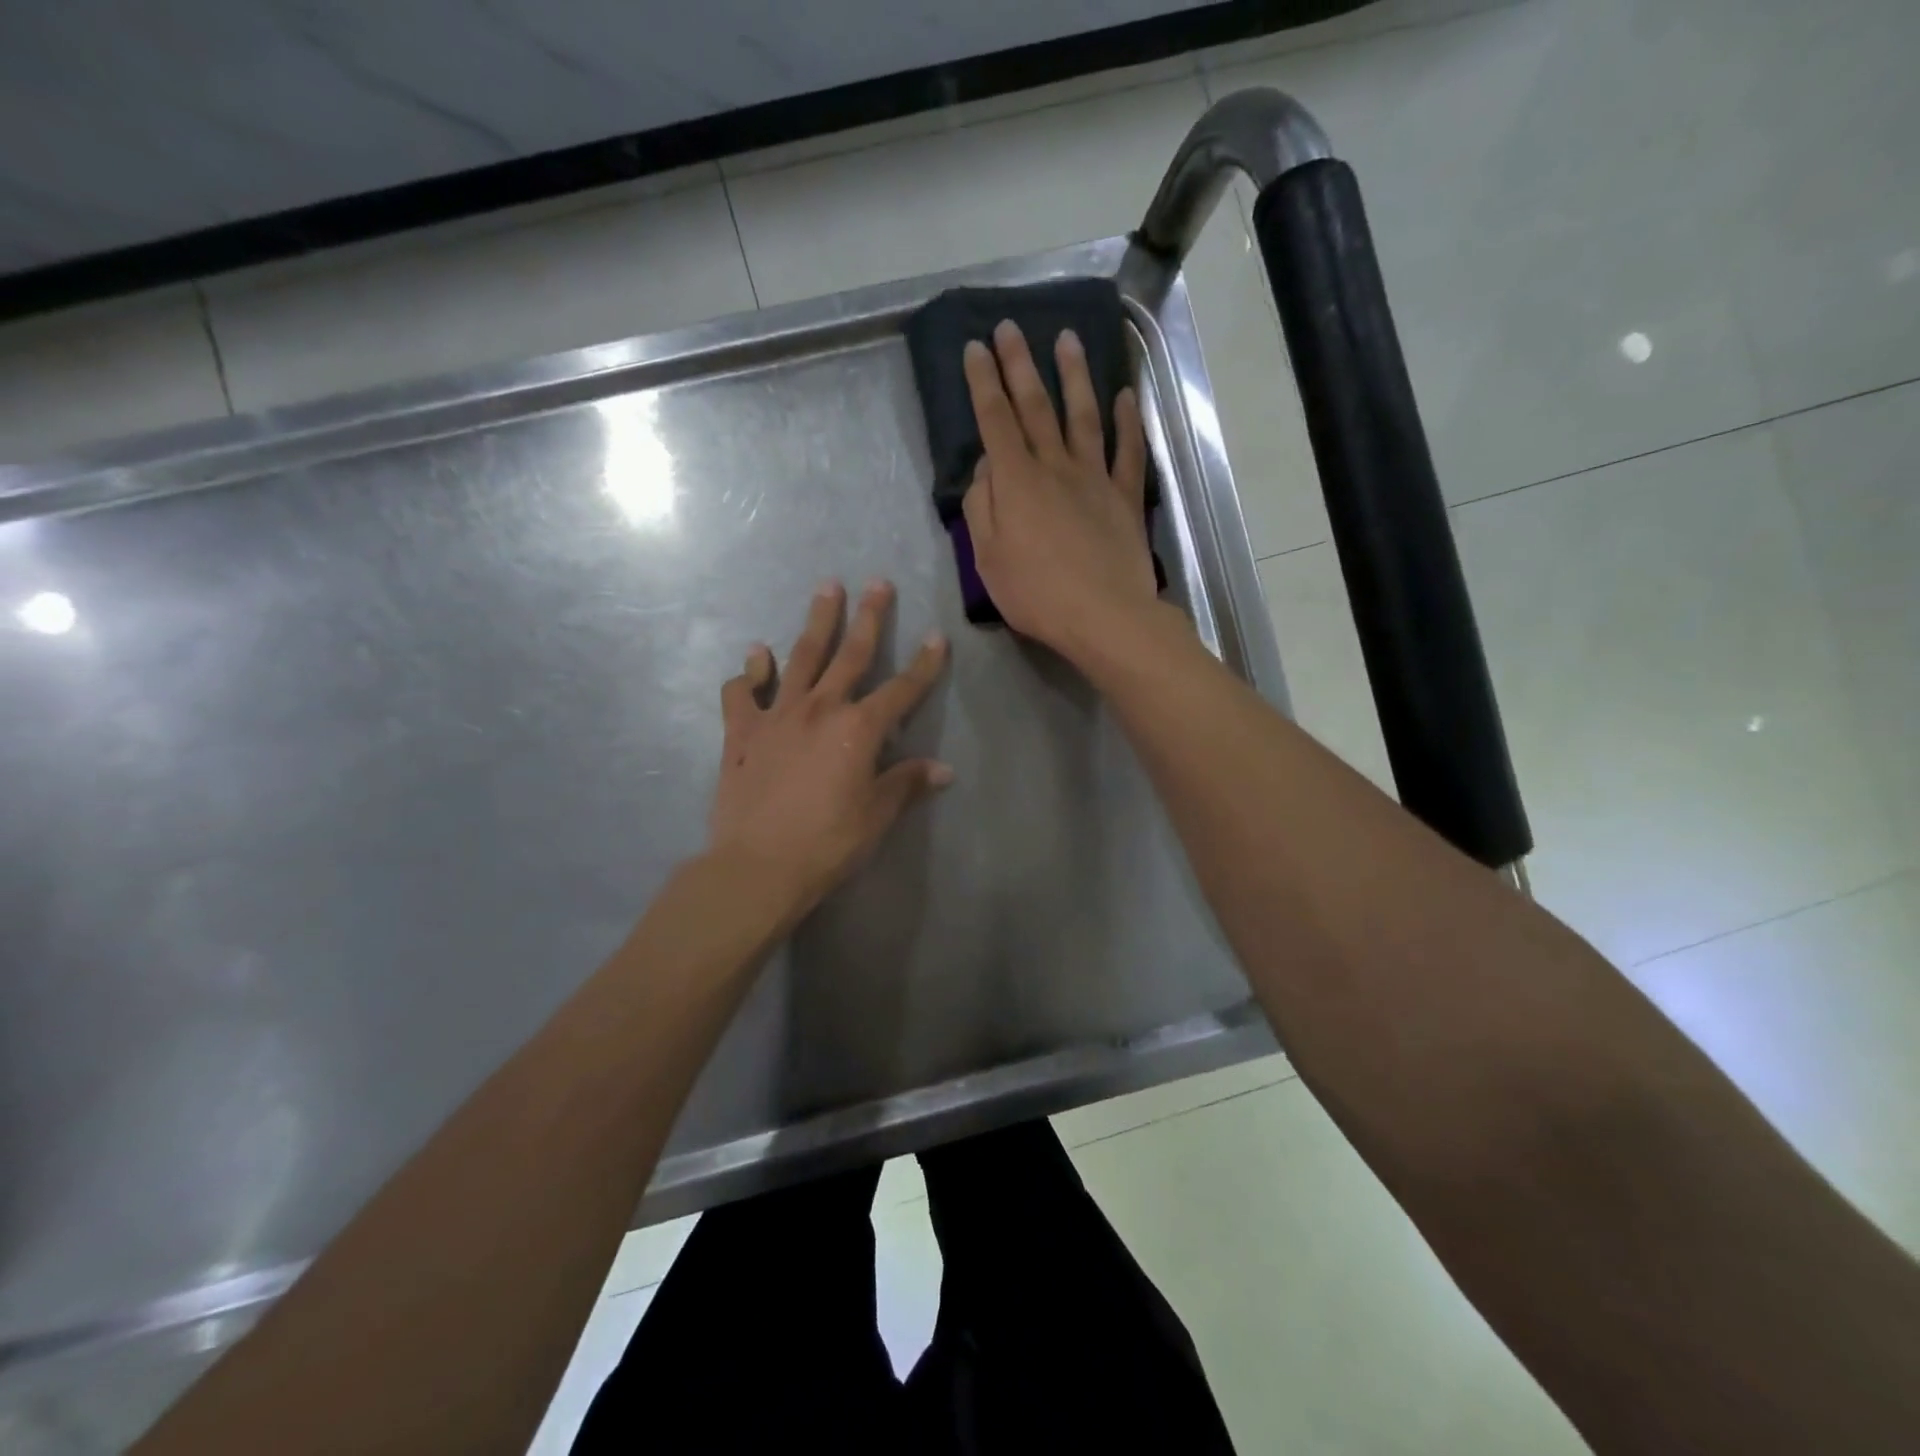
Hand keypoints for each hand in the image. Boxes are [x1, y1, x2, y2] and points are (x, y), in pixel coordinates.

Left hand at [708, 579, 951, 920]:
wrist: (758, 866)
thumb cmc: (827, 843)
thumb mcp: (876, 815)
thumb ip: (906, 784)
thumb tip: (943, 770)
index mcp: (859, 729)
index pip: (902, 690)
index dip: (924, 664)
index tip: (936, 637)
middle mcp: (820, 709)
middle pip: (850, 655)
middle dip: (868, 617)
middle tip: (877, 582)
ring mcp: (776, 715)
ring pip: (799, 658)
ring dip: (816, 622)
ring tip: (826, 589)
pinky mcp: (741, 732)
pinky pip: (742, 692)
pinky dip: (749, 673)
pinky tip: (754, 658)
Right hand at [962, 320, 1158, 659]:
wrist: (1105, 616)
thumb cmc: (1036, 594)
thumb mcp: (988, 559)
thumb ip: (981, 508)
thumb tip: (985, 469)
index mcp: (1016, 482)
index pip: (994, 421)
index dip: (983, 382)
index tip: (975, 347)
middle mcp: (1055, 467)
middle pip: (1036, 406)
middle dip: (1020, 364)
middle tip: (1010, 326)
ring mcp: (1095, 478)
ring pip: (1083, 416)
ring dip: (1074, 375)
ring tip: (1067, 339)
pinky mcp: (1125, 497)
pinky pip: (1127, 451)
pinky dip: (1127, 421)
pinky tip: (1125, 396)